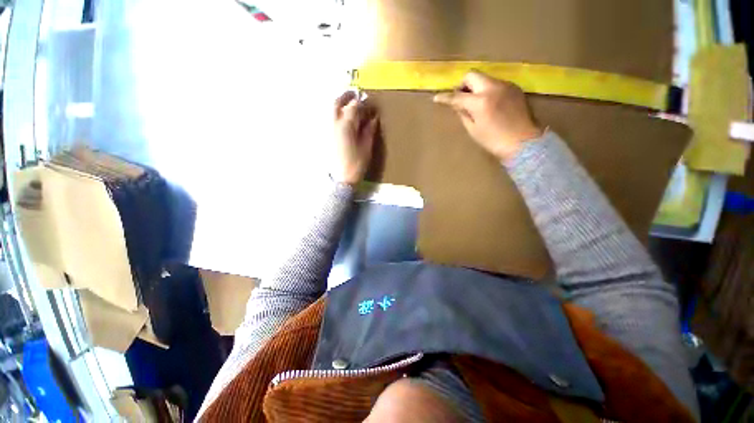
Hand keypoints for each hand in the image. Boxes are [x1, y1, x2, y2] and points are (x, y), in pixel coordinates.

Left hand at [333, 91, 378, 184]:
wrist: (341, 179)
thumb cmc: (356, 164)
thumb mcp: (366, 148)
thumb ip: (369, 131)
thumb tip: (373, 118)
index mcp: (346, 125)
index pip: (353, 106)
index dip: (361, 102)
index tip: (367, 102)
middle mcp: (334, 124)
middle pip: (337, 103)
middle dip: (345, 96)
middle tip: (353, 95)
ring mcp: (327, 130)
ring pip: (330, 110)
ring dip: (338, 104)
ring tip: (347, 106)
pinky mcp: (324, 137)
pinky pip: (328, 120)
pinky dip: (334, 115)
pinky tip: (340, 119)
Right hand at [434, 71, 542, 160]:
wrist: (523, 142)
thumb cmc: (494, 140)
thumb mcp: (473, 130)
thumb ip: (463, 114)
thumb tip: (457, 105)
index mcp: (480, 101)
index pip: (457, 96)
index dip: (445, 97)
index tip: (437, 98)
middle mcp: (493, 87)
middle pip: (472, 75)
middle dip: (462, 85)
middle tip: (461, 98)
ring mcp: (505, 85)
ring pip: (484, 78)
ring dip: (476, 87)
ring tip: (476, 102)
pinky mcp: (514, 88)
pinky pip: (495, 83)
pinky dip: (488, 90)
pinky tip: (489, 103)